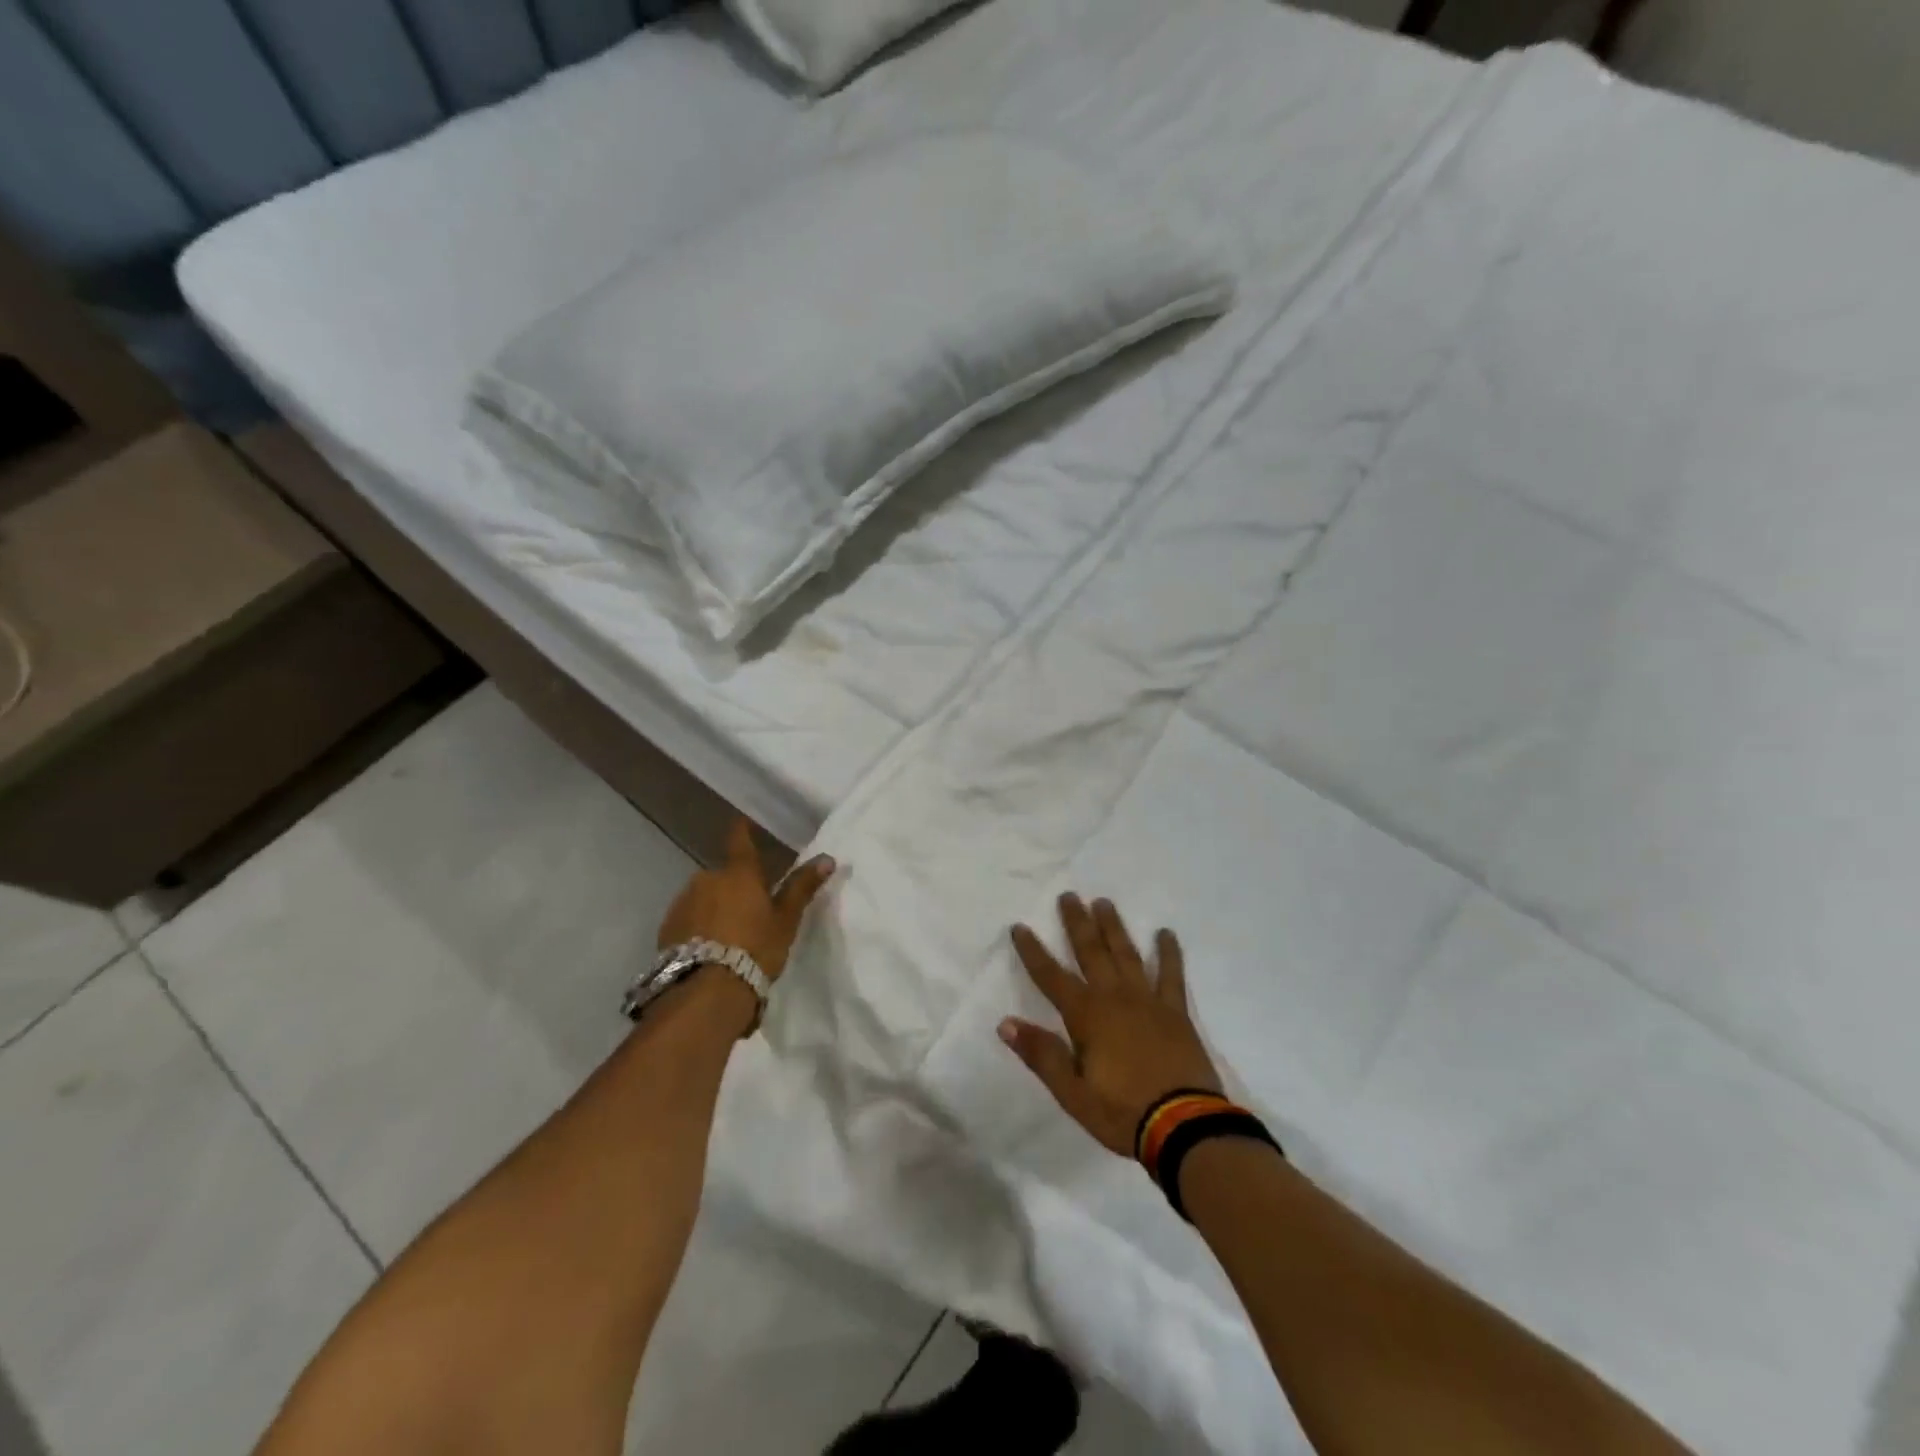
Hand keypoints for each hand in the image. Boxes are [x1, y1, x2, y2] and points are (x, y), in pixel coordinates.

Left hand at [656, 818, 835, 981]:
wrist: (706, 992)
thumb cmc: (755, 949)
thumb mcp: (785, 920)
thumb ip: (802, 887)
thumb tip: (827, 858)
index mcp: (739, 873)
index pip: (740, 841)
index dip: (743, 830)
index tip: (742, 822)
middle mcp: (707, 879)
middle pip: (723, 876)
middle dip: (733, 887)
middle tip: (748, 911)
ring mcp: (683, 903)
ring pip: (703, 897)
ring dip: (714, 907)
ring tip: (728, 936)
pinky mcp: (666, 929)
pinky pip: (688, 918)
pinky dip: (698, 926)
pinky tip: (707, 948)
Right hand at [1000, 894, 1221, 1156]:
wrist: (1184, 1127)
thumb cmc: (1122, 1113)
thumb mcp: (1072, 1093)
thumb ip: (1041, 1054)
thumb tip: (1005, 1023)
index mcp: (1086, 1016)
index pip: (1051, 976)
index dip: (1033, 951)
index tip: (1020, 926)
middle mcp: (1114, 998)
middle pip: (1091, 952)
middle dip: (1077, 923)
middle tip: (1068, 895)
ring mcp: (1148, 1001)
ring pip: (1126, 954)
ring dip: (1113, 928)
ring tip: (1104, 903)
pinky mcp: (1176, 1012)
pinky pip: (1171, 975)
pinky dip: (1168, 953)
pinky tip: (1165, 934)